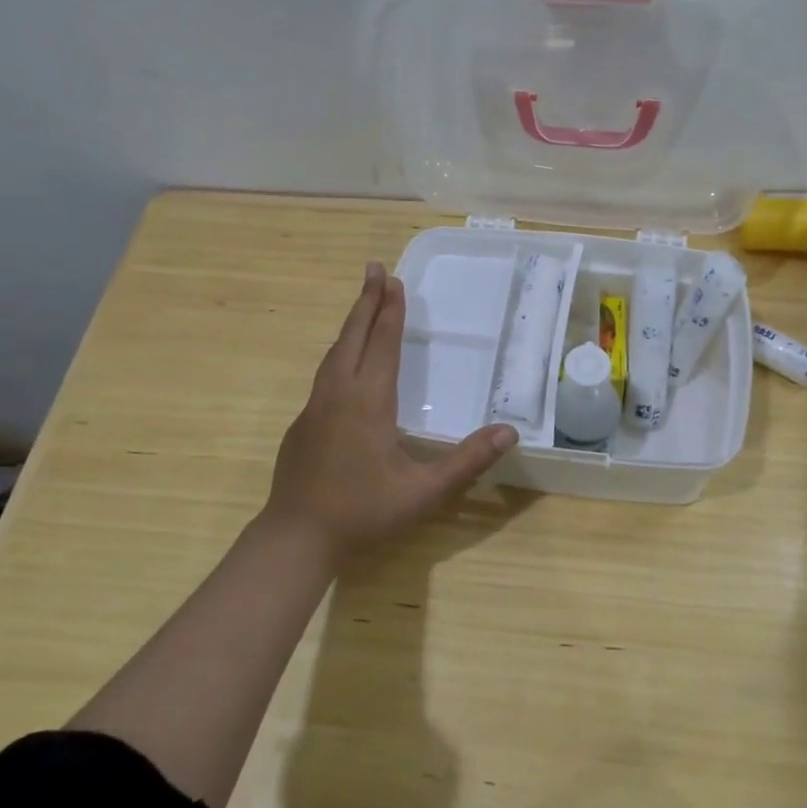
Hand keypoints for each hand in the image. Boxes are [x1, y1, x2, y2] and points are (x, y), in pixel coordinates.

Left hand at [266, 262, 517, 562]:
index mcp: (368, 401)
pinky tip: (344, 364)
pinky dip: (339, 353)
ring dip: (350, 325)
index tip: (393, 279)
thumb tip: (510, 432)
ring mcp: (314, 408)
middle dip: (366, 301)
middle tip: (374, 269)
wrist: (296, 538)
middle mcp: (338, 394)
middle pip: (353, 336)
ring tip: (362, 306)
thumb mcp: (423, 491)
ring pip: (333, 353)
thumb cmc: (363, 512)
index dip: (390, 311)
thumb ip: (467, 460)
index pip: (382, 343)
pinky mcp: (302, 425)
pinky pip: (324, 375)